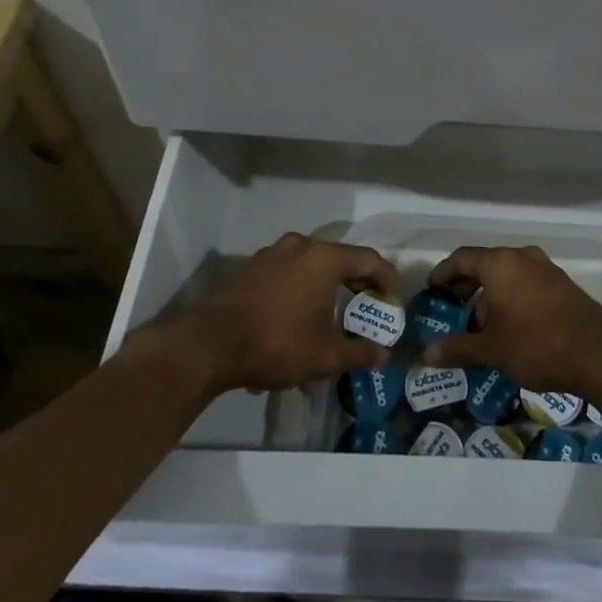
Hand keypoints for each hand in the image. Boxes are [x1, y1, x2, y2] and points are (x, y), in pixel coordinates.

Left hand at [162, 233, 401, 394]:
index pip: (369, 259)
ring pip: (311, 267)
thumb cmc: (276, 343)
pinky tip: (296, 323)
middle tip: (367, 309)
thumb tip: (383, 354)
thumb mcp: (325, 356)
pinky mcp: (250, 269)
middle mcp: (300, 246)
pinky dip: (301, 292)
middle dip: (357, 284)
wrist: (208, 345)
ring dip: (326, 289)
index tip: (393, 301)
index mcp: (323, 258)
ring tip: (331, 319)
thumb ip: (359, 352)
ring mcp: (271, 254)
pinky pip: (288, 274)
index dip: (387, 279)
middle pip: (340, 259)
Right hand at [421, 245, 601, 394]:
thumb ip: (458, 348)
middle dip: (466, 288)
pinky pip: (526, 285)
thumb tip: (426, 354)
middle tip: (452, 312)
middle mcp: (523, 258)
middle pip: (485, 265)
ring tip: (480, 329)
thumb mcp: (492, 349)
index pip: (462, 258)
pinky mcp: (562, 286)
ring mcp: (546, 270)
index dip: (443, 274)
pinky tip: (509, 330)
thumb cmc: (537, 344)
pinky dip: (511, 300)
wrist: (599, 354)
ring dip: (489, 297)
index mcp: (501, 264)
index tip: (431, 292)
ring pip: (508, 276)